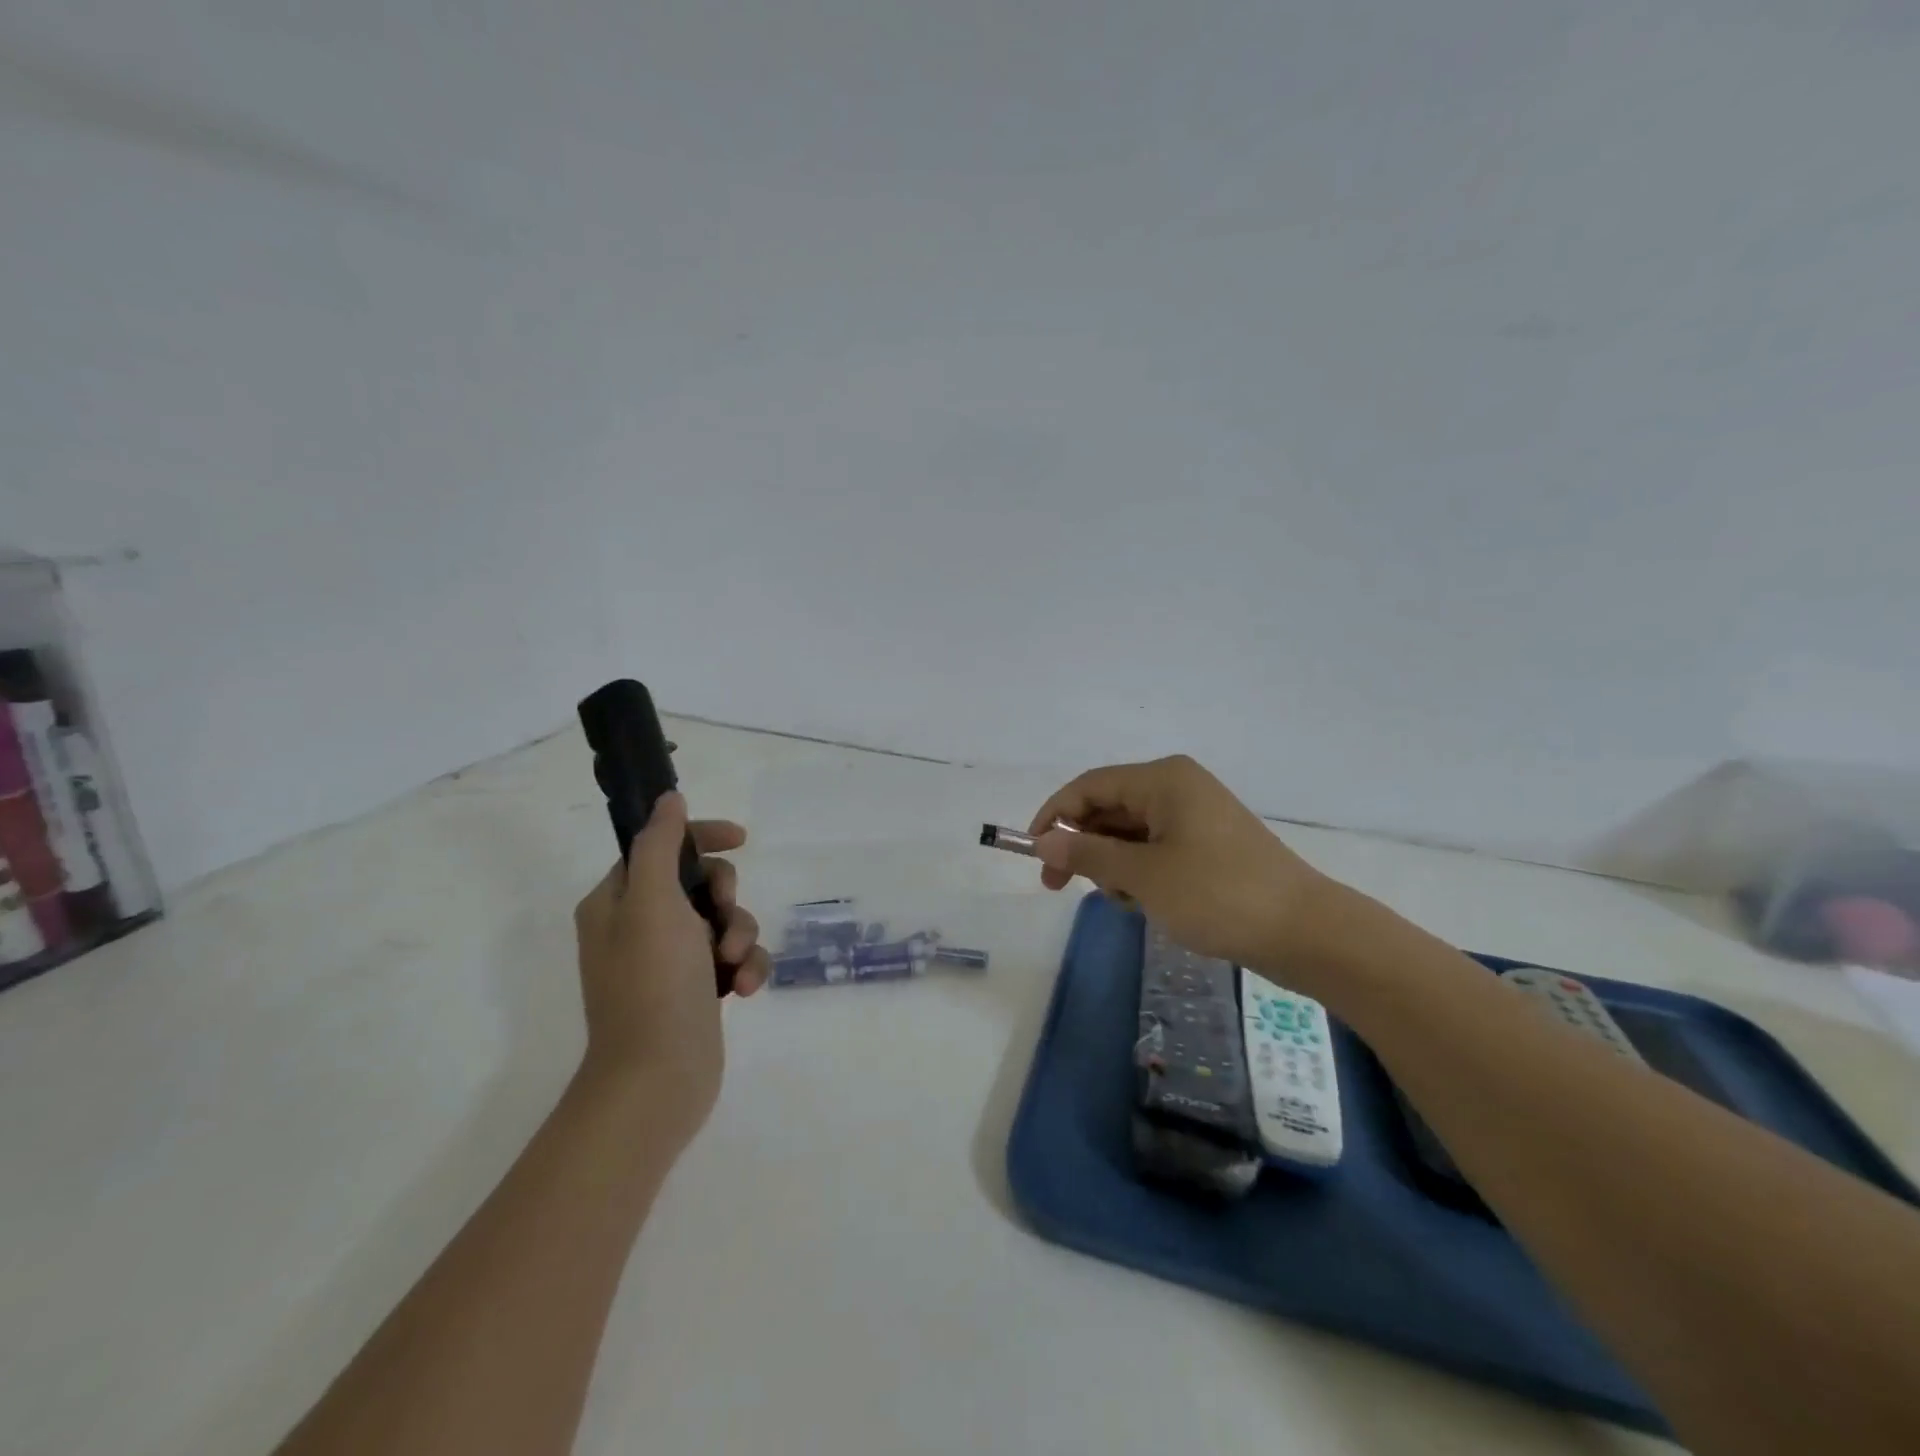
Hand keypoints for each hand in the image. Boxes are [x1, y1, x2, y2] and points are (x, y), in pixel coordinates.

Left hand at [572, 793, 769, 1142]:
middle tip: (724, 918)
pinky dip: (746, 967)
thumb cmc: (652, 983)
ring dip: (741, 936)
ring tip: (734, 966)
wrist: (657, 1079)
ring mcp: (671, 961)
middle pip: (702, 883)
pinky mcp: (698, 989)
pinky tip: (745, 989)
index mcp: (617, 902)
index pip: (661, 847)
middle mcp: (641, 927)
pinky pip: (735, 957)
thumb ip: (660, 845)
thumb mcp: (653, 902)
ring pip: (725, 921)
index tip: (740, 838)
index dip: (702, 837)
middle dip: (727, 897)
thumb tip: (668, 799)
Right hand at [1028, 755, 1337, 973]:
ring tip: (1123, 901)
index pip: (1089, 786)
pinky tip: (1144, 902)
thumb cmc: (1218, 895)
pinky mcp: (1209, 844)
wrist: (1306, 932)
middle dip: (1082, 846)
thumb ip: (1088, 856)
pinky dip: (1139, 871)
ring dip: (1112, 864)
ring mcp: (1196, 816)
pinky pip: (1155, 848)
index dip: (1055, 817)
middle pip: (1109, 807)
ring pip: (1130, 832)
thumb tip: (1043, 843)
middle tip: (1058, 887)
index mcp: (1163, 780)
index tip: (1033, 855)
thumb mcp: (1143, 876)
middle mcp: (1177, 787)